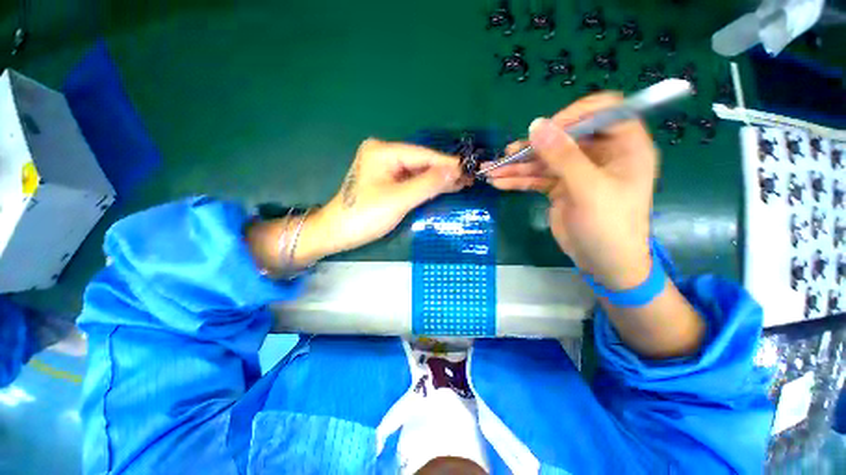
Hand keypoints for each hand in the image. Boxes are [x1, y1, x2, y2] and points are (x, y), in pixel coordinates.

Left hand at [248, 138, 469, 271]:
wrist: (337, 233)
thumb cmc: (365, 216)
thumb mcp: (399, 200)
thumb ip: (428, 184)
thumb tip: (456, 170)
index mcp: (384, 151)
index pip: (424, 155)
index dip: (448, 164)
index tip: (471, 170)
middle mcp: (384, 153)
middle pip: (421, 162)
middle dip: (444, 172)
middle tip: (470, 180)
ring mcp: (385, 167)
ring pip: (418, 171)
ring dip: (437, 179)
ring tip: (462, 184)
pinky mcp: (386, 180)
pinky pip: (411, 180)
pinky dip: (426, 186)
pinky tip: (443, 188)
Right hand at [486, 93, 657, 289]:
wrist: (603, 264)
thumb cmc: (609, 227)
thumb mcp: (588, 189)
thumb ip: (562, 156)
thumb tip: (536, 125)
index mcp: (623, 146)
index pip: (603, 112)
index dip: (575, 115)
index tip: (547, 129)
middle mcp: (600, 154)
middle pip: (564, 137)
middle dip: (534, 146)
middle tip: (508, 154)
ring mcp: (577, 171)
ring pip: (544, 160)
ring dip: (518, 165)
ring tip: (492, 170)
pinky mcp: (560, 187)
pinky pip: (536, 178)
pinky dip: (518, 180)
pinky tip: (499, 182)